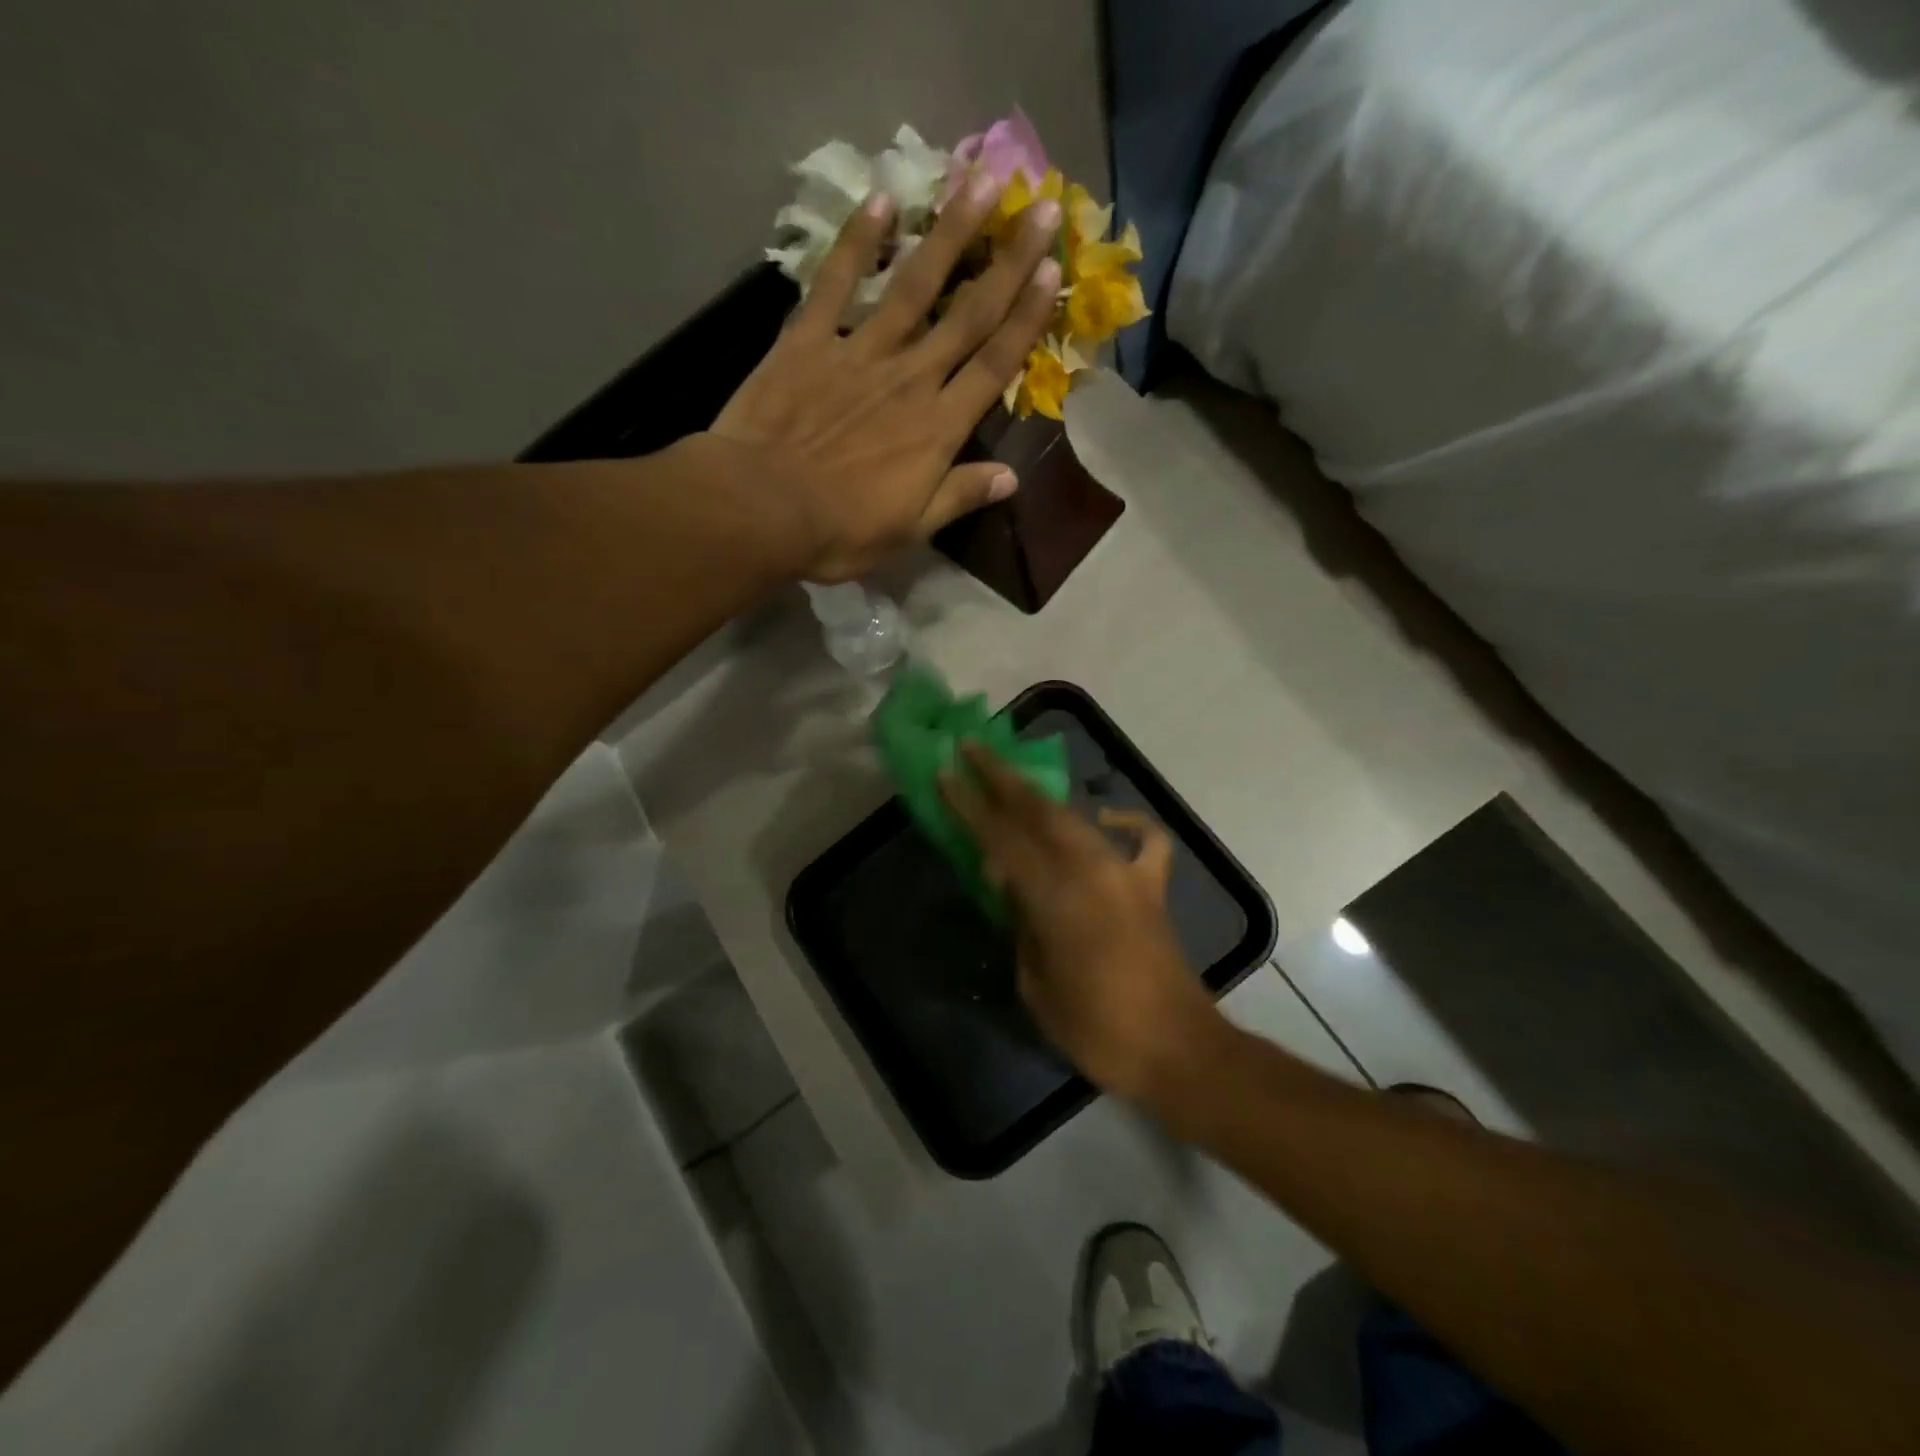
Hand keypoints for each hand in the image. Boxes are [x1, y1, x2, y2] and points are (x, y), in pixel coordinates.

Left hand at [709, 177, 1062, 582]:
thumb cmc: (841, 530)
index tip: (1053, 272)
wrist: (761, 509)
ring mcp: (859, 352)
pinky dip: (857, 242)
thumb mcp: (911, 530)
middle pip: (968, 314)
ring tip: (981, 182)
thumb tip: (1012, 478)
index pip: (994, 365)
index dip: (1027, 319)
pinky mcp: (808, 340)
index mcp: (938, 428)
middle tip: (1042, 208)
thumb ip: (960, 495)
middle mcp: (910, 378)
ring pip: (915, 285)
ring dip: (951, 234)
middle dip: (1009, 262)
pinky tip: (881, 200)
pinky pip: (837, 283)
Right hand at [942, 744, 1229, 1102]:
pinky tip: (1107, 820)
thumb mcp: (1037, 984)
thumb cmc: (1096, 1029)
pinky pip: (1144, 840)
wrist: (1176, 1048)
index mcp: (1054, 896)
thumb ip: (1021, 923)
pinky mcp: (1151, 886)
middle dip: (1002, 777)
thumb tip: (1009, 882)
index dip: (969, 805)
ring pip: (1076, 818)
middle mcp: (1089, 870)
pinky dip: (1127, 822)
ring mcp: (1125, 873)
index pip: (1000, 838)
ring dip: (1042, 797)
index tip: (946, 774)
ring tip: (1012, 777)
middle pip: (1038, 810)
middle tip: (972, 749)